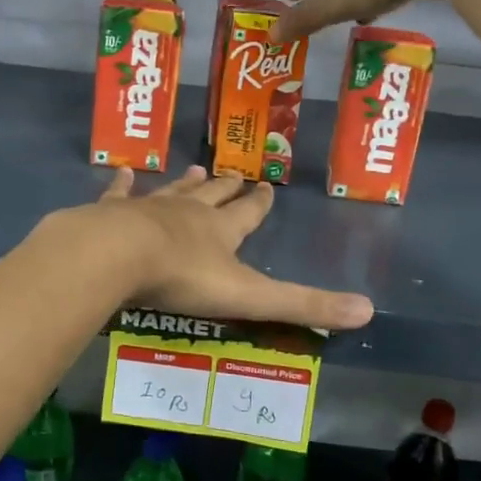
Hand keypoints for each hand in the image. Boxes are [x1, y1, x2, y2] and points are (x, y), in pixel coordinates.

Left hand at [93, 167, 372, 330]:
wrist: (117, 256)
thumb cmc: (184, 278)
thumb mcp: (252, 297)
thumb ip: (304, 305)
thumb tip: (368, 311)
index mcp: (220, 232)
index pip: (248, 214)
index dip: (260, 204)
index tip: (267, 187)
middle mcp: (188, 213)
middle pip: (212, 197)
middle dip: (226, 188)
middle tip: (235, 174)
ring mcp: (148, 210)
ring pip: (172, 192)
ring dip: (186, 183)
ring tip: (196, 169)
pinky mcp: (112, 215)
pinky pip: (119, 195)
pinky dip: (122, 185)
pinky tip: (123, 172)